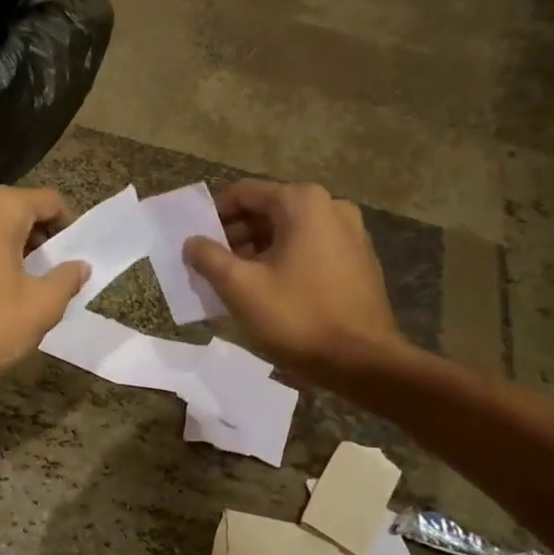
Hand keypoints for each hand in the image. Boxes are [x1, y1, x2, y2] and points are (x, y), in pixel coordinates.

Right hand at [184, 180, 405, 380]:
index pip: (244, 194)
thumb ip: (209, 258)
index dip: (214, 216)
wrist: (361, 361)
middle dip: (237, 236)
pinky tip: (273, 291)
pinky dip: (287, 261)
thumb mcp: (240, 287)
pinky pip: (312, 249)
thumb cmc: (296, 317)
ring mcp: (351, 232)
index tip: (198, 243)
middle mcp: (331, 206)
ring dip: (260, 250)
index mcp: (302, 203)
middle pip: (268, 210)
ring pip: (290, 231)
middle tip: (214, 266)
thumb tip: (192, 242)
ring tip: (239, 282)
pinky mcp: (360, 260)